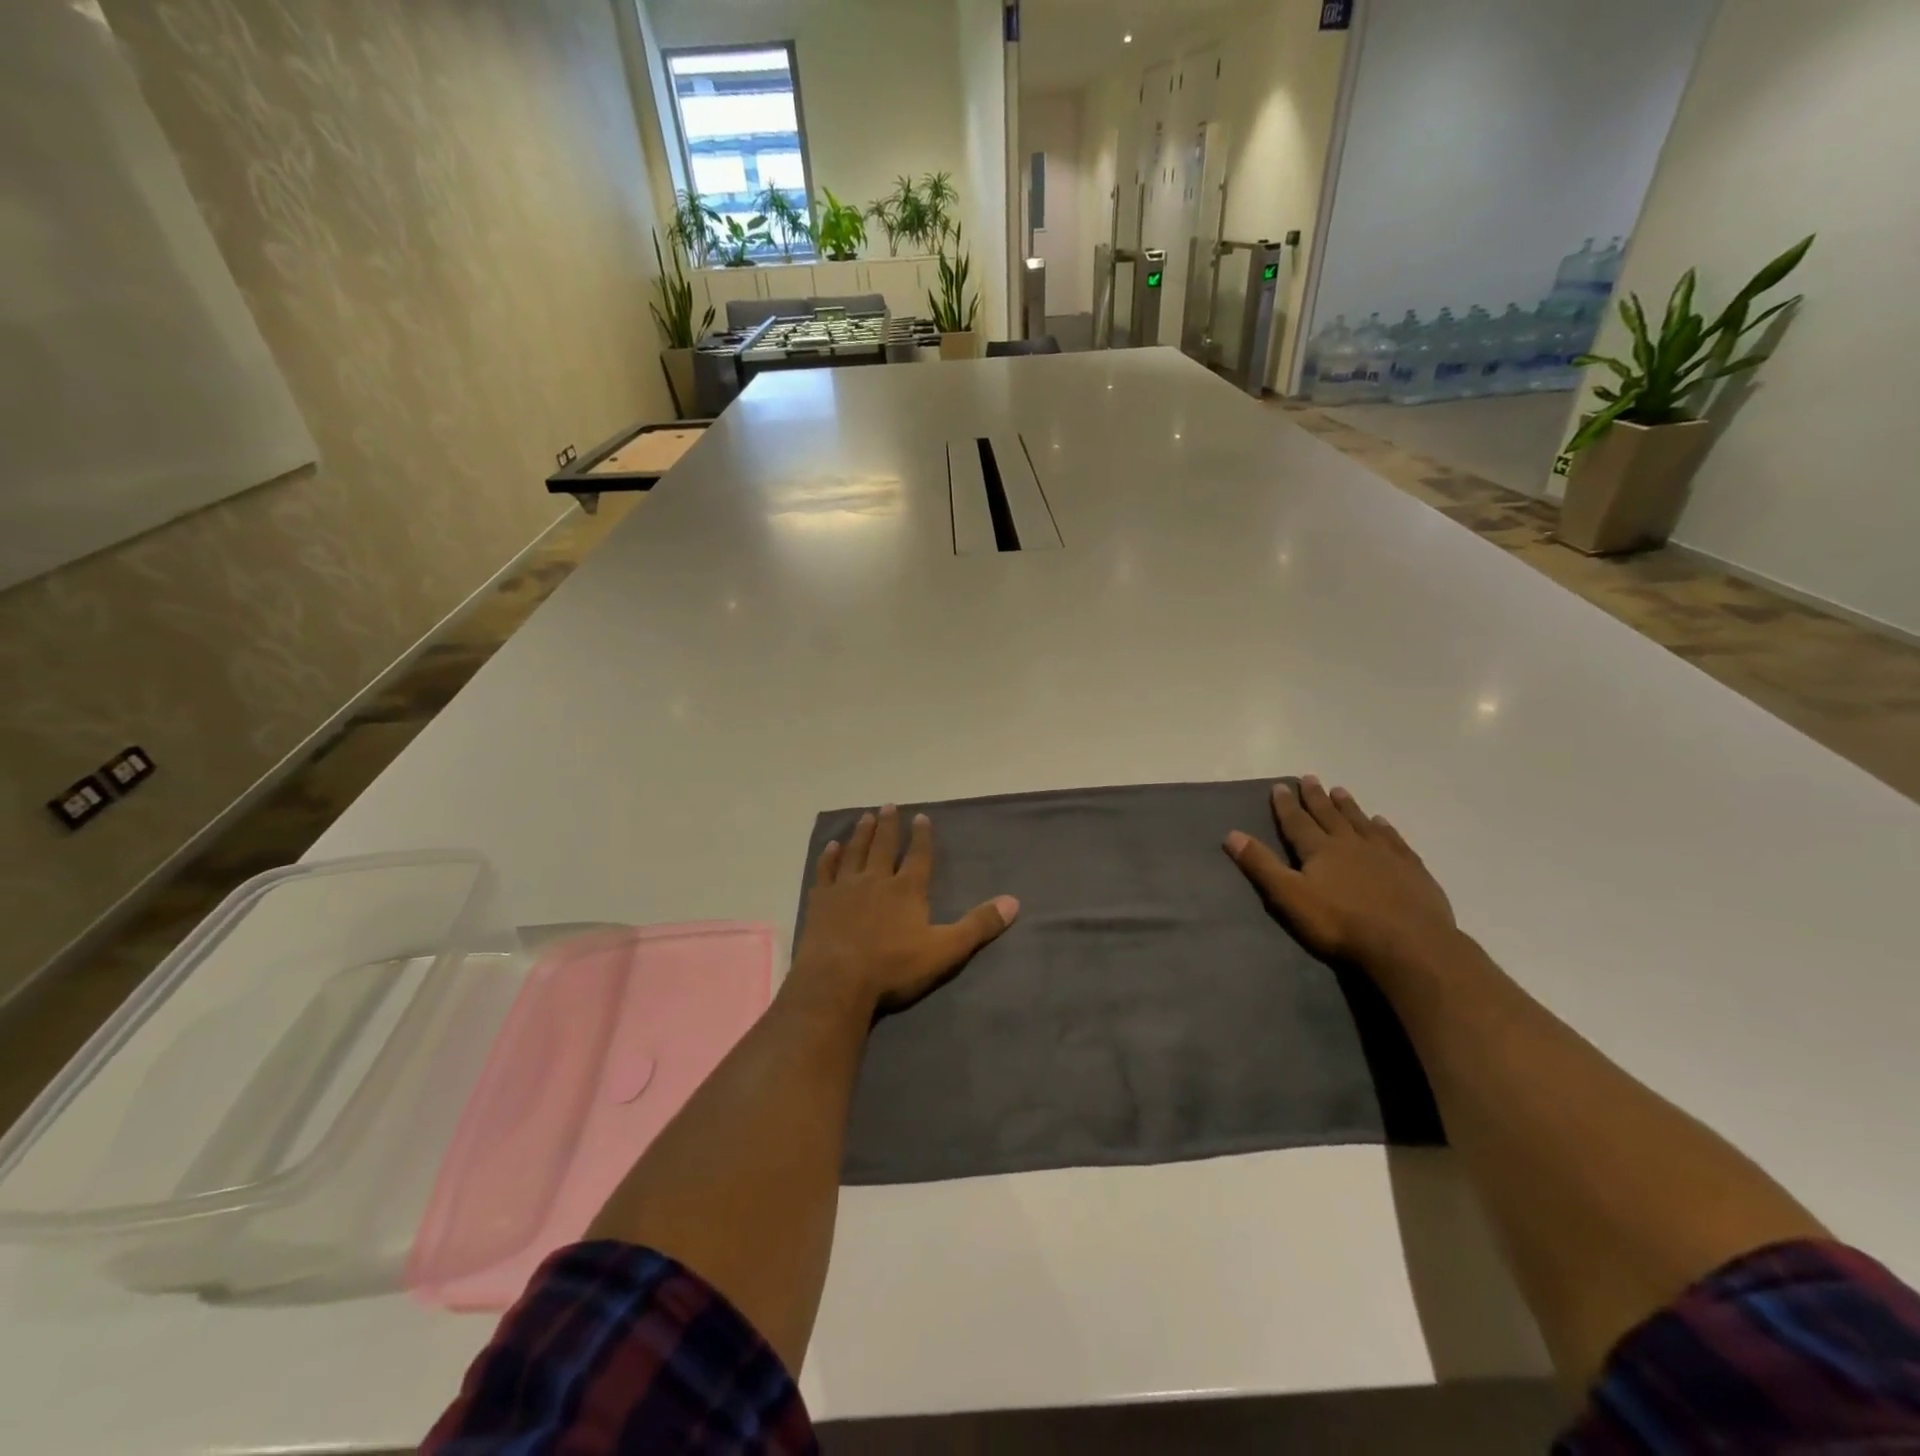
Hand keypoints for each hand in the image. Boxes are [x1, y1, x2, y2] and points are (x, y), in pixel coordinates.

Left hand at [789, 804, 1018, 1015]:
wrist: (837, 980)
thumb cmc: (893, 966)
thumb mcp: (945, 950)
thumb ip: (978, 925)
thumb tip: (1013, 902)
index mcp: (907, 889)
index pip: (918, 855)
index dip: (922, 836)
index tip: (921, 817)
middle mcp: (877, 879)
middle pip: (884, 846)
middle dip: (889, 826)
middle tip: (889, 805)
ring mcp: (845, 888)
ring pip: (855, 852)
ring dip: (862, 833)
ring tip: (866, 817)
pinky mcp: (821, 901)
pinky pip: (826, 871)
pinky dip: (829, 857)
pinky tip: (831, 847)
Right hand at [1225, 777, 1456, 976]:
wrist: (1409, 944)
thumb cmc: (1341, 923)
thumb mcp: (1290, 897)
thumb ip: (1262, 866)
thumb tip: (1231, 834)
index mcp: (1319, 850)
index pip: (1297, 822)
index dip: (1285, 805)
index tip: (1279, 786)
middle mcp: (1350, 843)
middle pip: (1328, 815)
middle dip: (1316, 797)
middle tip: (1309, 778)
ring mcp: (1384, 854)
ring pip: (1360, 822)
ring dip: (1347, 806)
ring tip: (1340, 790)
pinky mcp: (1411, 869)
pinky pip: (1393, 839)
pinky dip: (1384, 828)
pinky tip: (1381, 821)